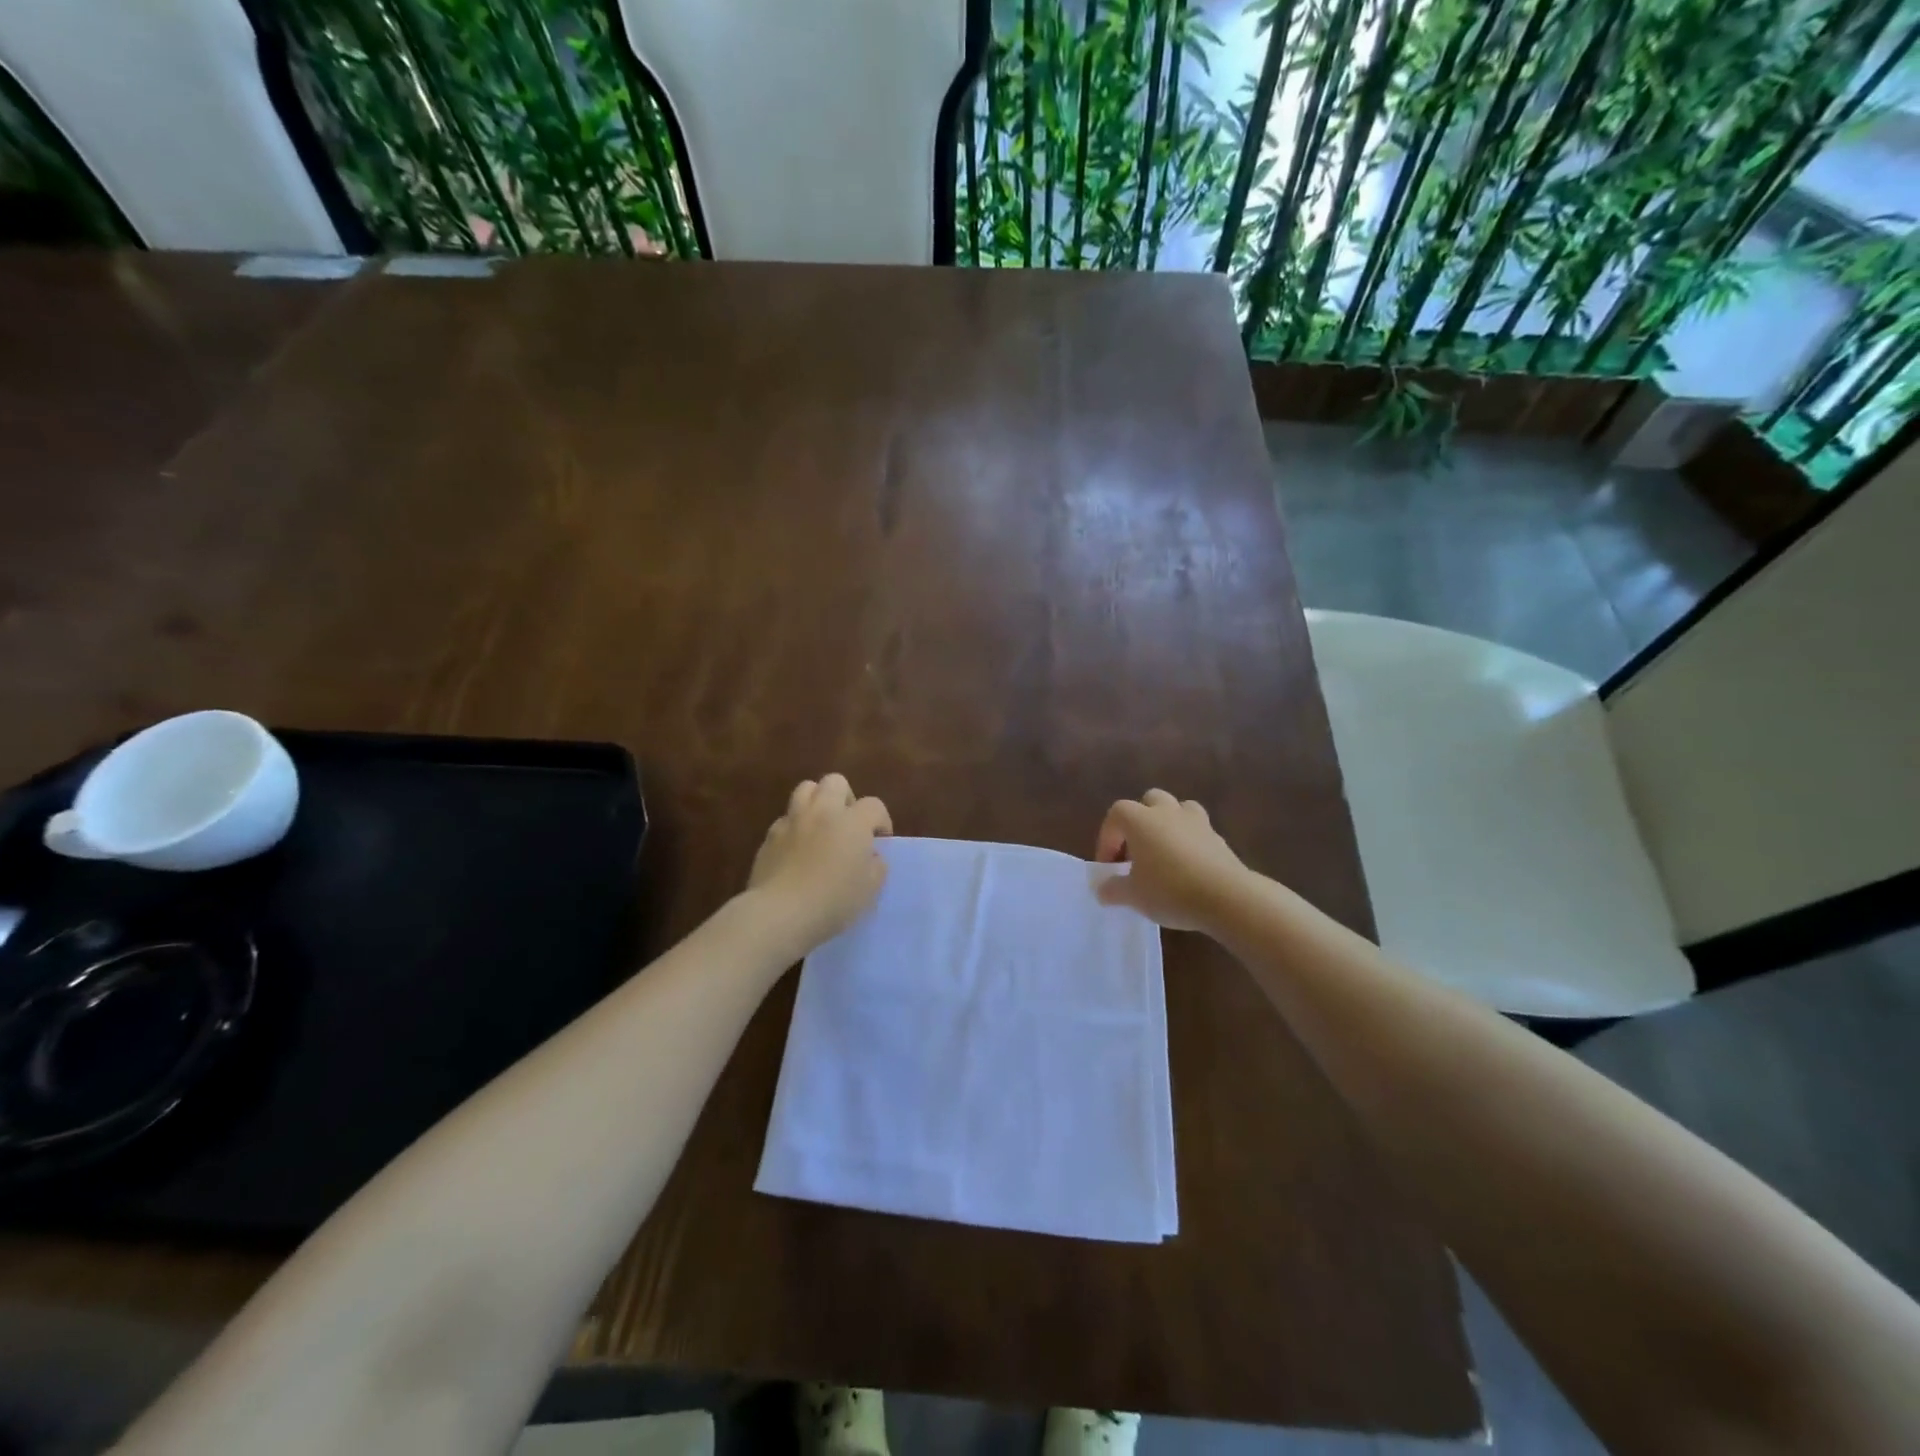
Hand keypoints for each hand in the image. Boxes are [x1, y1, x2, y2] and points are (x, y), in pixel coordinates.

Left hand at [748, 774, 892, 950]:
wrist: (780, 913)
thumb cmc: (833, 901)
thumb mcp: (870, 889)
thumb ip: (876, 866)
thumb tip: (871, 856)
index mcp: (853, 822)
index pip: (874, 806)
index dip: (881, 821)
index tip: (880, 842)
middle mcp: (823, 812)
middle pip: (835, 782)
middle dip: (846, 798)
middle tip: (848, 824)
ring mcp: (793, 821)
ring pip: (805, 789)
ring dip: (817, 801)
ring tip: (821, 826)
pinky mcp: (770, 836)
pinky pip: (785, 819)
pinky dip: (794, 827)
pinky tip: (797, 849)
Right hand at [1094, 789, 1247, 932]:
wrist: (1227, 897)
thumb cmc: (1169, 890)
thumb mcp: (1132, 896)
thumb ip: (1113, 889)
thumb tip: (1103, 889)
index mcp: (1140, 820)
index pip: (1115, 815)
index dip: (1107, 838)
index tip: (1110, 867)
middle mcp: (1167, 812)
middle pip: (1149, 800)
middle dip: (1139, 821)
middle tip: (1136, 852)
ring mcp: (1197, 822)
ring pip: (1178, 809)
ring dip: (1167, 824)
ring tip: (1164, 852)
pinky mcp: (1218, 838)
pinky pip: (1198, 830)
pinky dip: (1189, 842)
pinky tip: (1187, 868)